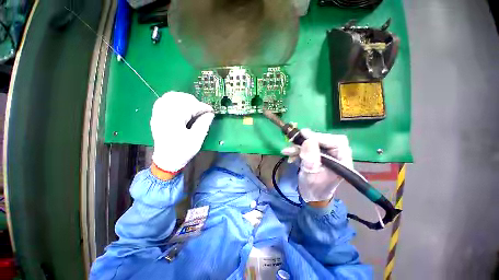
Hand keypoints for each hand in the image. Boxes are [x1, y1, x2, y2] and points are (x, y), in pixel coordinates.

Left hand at [151, 91, 213, 171]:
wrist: (166, 160)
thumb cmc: (182, 151)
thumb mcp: (196, 139)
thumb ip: (204, 124)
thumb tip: (210, 113)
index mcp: (173, 120)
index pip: (190, 106)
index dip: (202, 107)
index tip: (211, 111)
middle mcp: (163, 114)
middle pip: (180, 98)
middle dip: (194, 102)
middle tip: (203, 110)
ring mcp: (158, 114)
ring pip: (171, 96)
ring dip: (185, 99)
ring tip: (194, 107)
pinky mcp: (157, 116)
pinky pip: (164, 100)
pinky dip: (175, 100)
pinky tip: (182, 105)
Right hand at [282, 129, 352, 203]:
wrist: (311, 194)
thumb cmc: (314, 189)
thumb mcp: (311, 176)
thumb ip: (310, 161)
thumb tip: (308, 141)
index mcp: (342, 161)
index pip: (337, 142)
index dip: (321, 137)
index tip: (304, 134)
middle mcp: (337, 155)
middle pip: (325, 139)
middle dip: (308, 140)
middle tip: (294, 140)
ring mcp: (327, 153)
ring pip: (314, 142)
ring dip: (299, 145)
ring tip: (288, 151)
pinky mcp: (318, 153)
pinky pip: (308, 146)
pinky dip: (297, 149)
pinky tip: (289, 154)